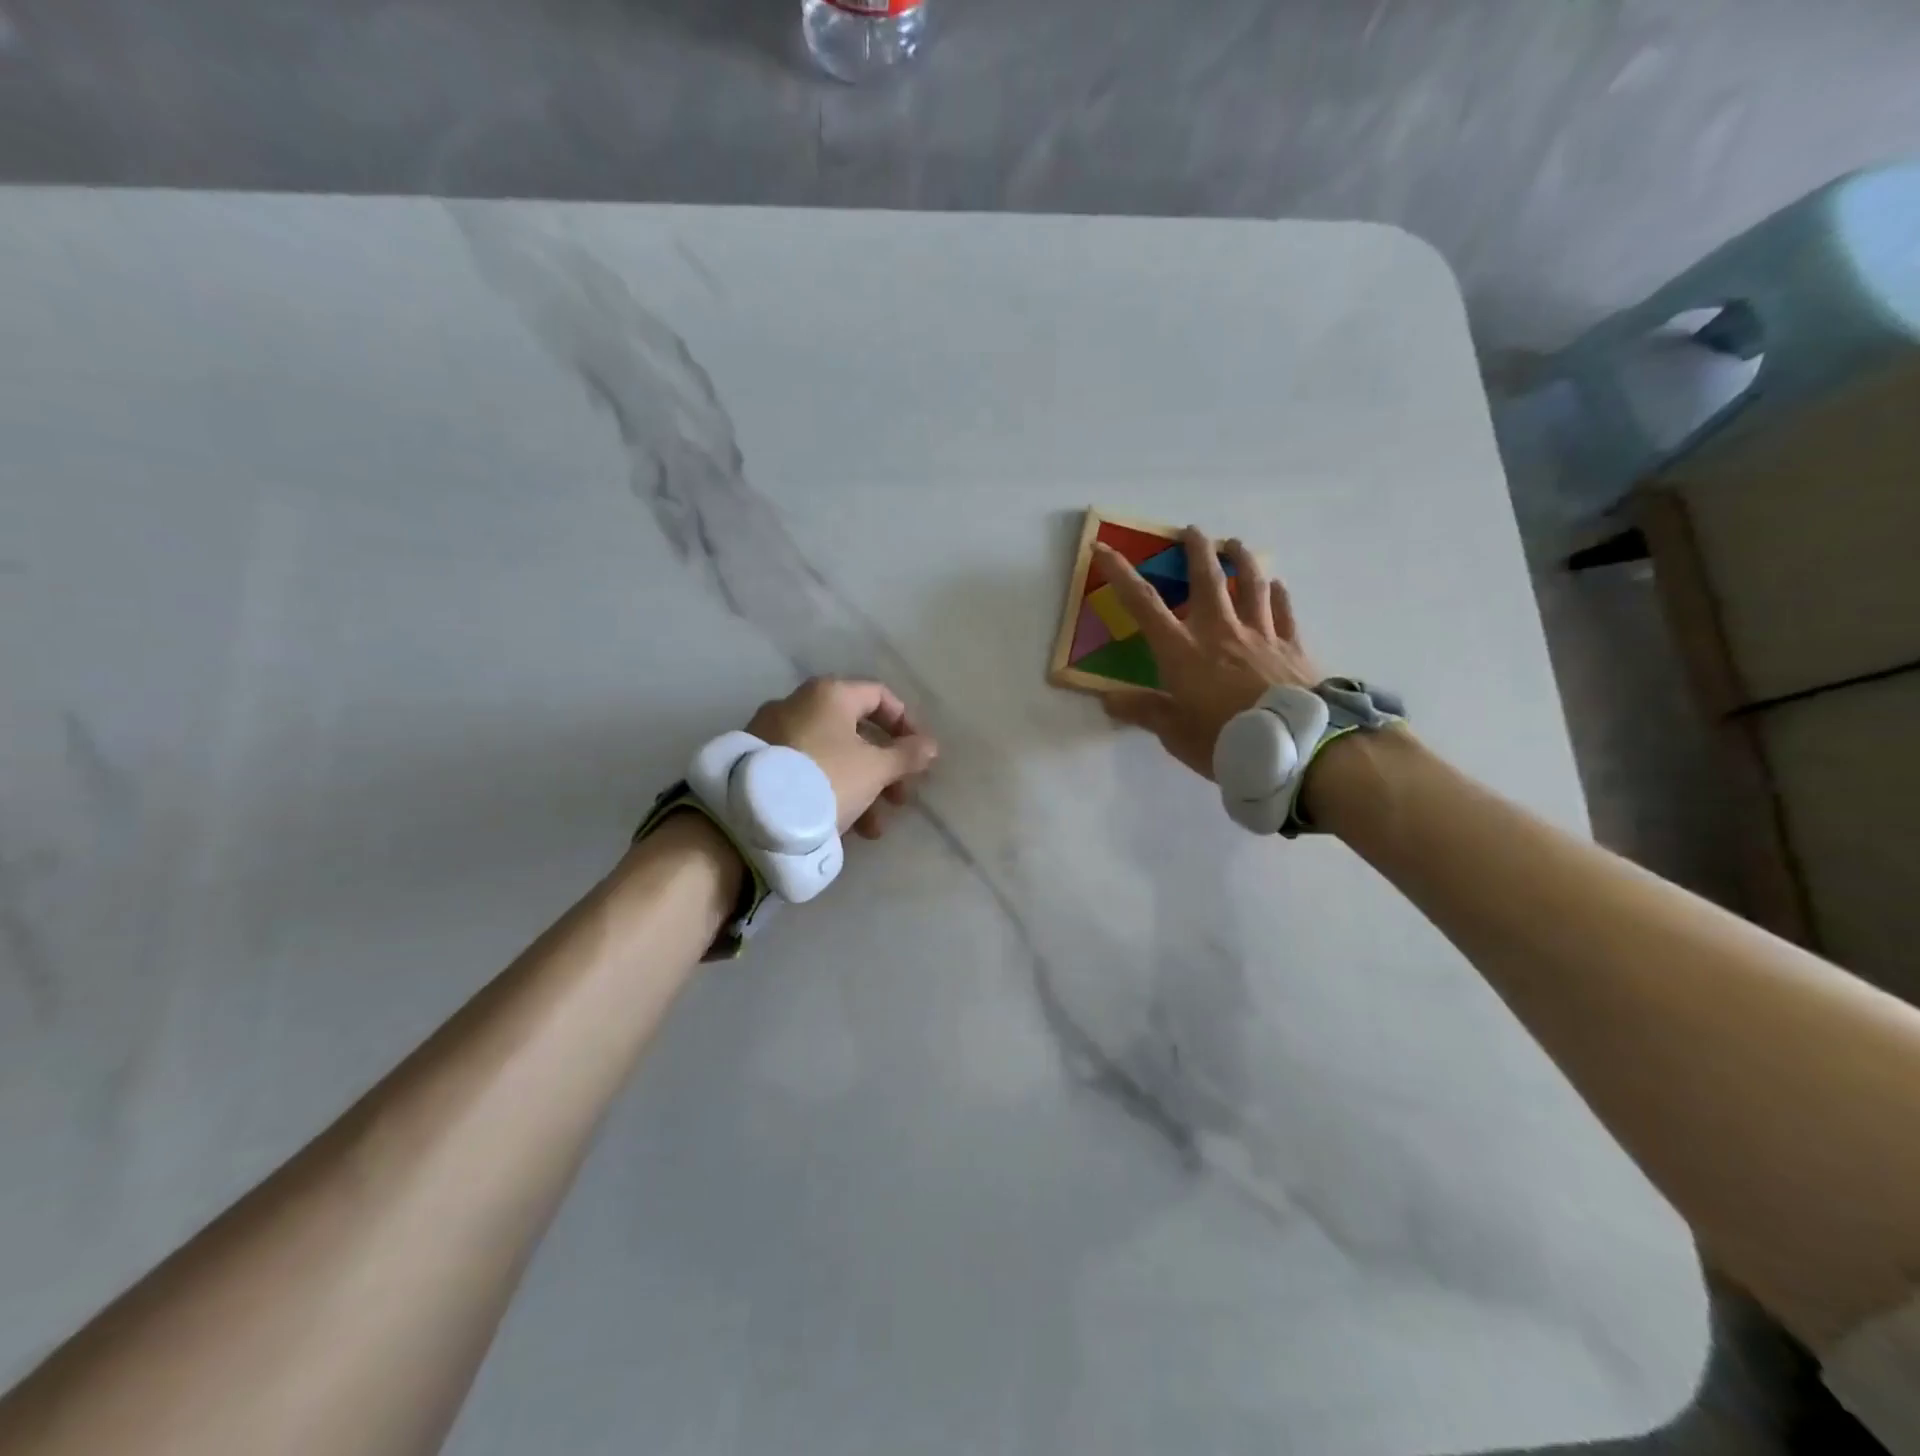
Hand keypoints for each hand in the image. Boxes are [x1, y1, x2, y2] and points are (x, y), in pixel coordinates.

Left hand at [747, 677, 938, 839]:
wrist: (751, 816)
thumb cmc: (825, 779)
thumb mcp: (875, 770)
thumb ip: (906, 756)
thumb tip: (931, 746)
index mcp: (829, 694)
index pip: (880, 696)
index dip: (906, 724)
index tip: (918, 757)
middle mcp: (798, 703)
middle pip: (856, 730)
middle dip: (884, 768)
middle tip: (899, 799)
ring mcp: (773, 731)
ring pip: (832, 755)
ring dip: (861, 788)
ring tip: (872, 829)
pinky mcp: (757, 761)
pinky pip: (806, 769)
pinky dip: (829, 790)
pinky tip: (840, 827)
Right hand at [1098, 527, 1321, 780]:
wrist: (1294, 746)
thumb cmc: (1225, 740)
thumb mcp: (1175, 733)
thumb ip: (1144, 711)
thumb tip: (1108, 699)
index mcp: (1182, 651)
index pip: (1143, 604)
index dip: (1120, 574)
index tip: (1103, 548)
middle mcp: (1219, 632)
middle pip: (1206, 579)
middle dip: (1195, 551)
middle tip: (1191, 530)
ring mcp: (1260, 635)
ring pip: (1250, 585)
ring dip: (1241, 560)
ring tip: (1235, 543)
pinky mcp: (1291, 647)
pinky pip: (1284, 612)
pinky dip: (1278, 595)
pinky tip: (1277, 586)